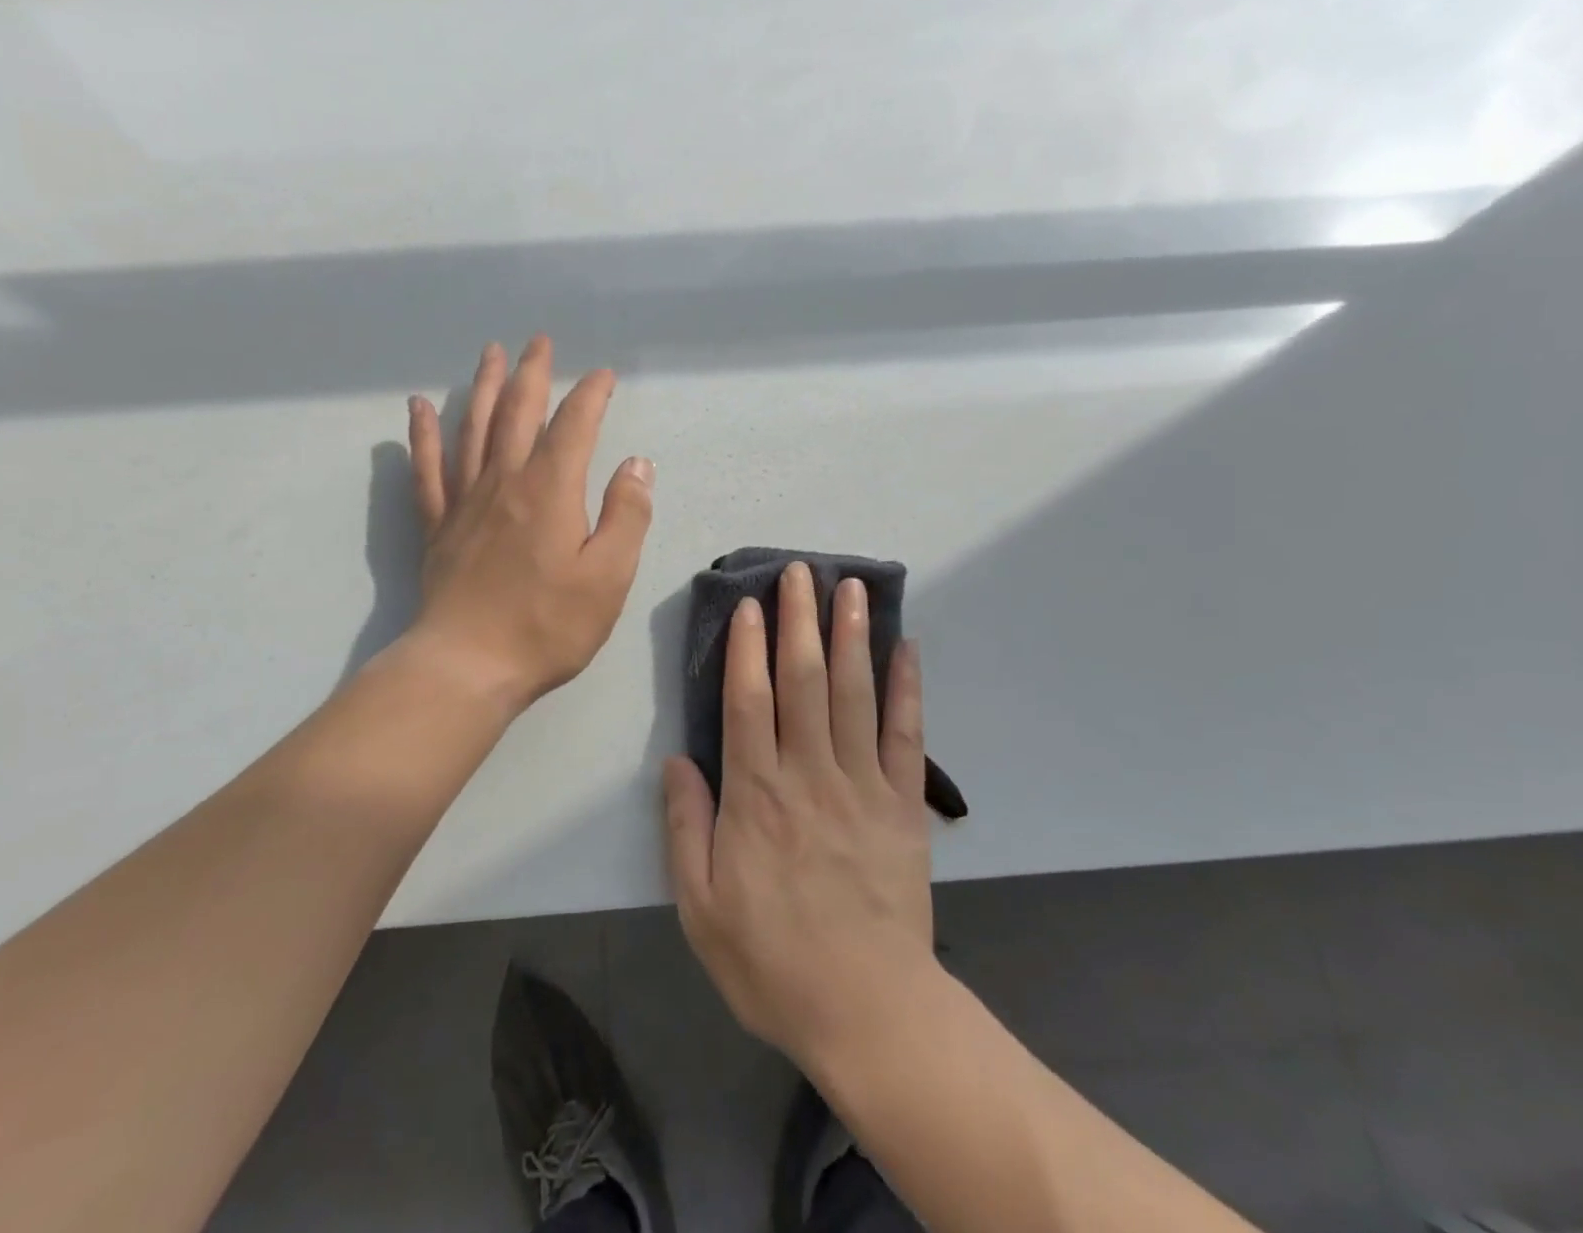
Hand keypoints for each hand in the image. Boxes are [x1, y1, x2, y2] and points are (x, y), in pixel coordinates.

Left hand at [406, 336, 654, 711]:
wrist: (468, 665)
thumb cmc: (547, 625)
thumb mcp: (608, 576)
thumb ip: (626, 515)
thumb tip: (637, 463)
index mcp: (550, 489)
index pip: (574, 425)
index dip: (590, 395)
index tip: (603, 376)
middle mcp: (505, 480)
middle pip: (518, 411)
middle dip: (532, 373)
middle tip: (538, 341)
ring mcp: (465, 501)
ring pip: (473, 427)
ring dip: (483, 387)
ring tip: (490, 354)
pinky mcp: (438, 525)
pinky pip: (428, 468)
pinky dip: (422, 434)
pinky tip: (418, 407)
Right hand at [663, 562, 935, 1071]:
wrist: (867, 1011)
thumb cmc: (772, 960)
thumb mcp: (700, 907)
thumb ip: (685, 828)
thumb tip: (675, 761)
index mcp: (756, 796)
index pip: (748, 702)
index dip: (747, 648)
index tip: (748, 604)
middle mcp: (809, 775)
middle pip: (803, 682)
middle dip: (799, 621)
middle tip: (799, 570)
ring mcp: (862, 785)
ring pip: (854, 694)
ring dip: (851, 636)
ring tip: (850, 588)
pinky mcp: (903, 804)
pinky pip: (905, 735)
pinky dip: (907, 687)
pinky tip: (907, 647)